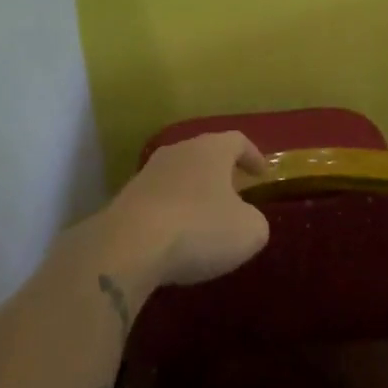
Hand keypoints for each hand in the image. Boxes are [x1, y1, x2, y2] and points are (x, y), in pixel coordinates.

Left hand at [107, 131, 270, 289]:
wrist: (128, 247)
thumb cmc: (200, 229)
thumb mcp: (249, 231)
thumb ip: (255, 220)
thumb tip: (246, 219)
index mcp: (211, 149)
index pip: (237, 141)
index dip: (253, 156)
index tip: (262, 174)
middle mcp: (178, 152)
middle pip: (205, 154)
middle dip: (221, 173)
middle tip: (235, 193)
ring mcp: (147, 174)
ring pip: (179, 176)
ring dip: (194, 193)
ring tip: (205, 218)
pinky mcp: (125, 200)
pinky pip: (158, 201)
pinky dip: (172, 213)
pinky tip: (176, 237)